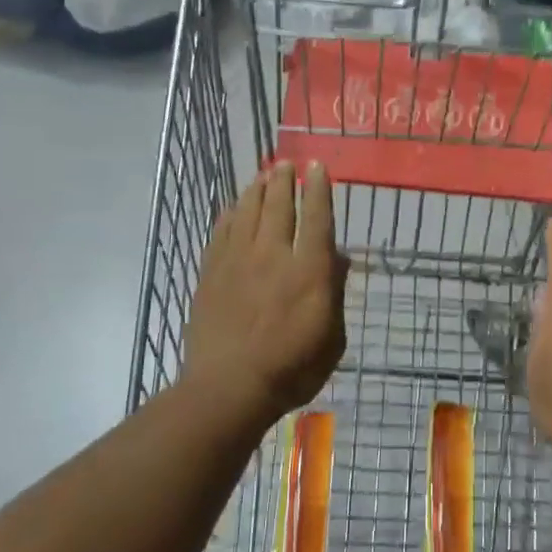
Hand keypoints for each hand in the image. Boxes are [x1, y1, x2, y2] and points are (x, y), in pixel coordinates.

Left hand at [182, 161, 347, 428]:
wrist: (229, 388)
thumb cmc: (292, 370)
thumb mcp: (332, 338)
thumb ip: (335, 294)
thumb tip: (340, 259)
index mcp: (309, 270)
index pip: (316, 217)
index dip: (317, 189)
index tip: (316, 166)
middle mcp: (274, 255)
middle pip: (278, 206)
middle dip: (284, 180)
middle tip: (285, 163)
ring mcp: (237, 262)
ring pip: (247, 212)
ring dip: (257, 190)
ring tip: (263, 175)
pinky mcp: (211, 274)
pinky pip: (221, 232)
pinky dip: (229, 214)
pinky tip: (233, 207)